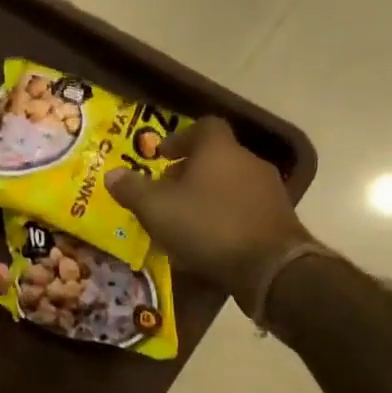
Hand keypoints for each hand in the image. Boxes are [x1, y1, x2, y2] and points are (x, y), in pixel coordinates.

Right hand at [104, 118, 313, 301]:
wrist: (270, 266)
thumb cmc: (207, 226)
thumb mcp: (156, 208)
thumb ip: (132, 189)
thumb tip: (112, 174)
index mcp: (219, 149)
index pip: (203, 126)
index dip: (180, 138)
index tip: (162, 156)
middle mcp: (248, 160)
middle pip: (216, 156)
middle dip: (189, 172)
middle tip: (166, 192)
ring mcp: (268, 189)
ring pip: (230, 183)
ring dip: (208, 195)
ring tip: (185, 220)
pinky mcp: (280, 217)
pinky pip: (244, 207)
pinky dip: (225, 215)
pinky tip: (210, 239)